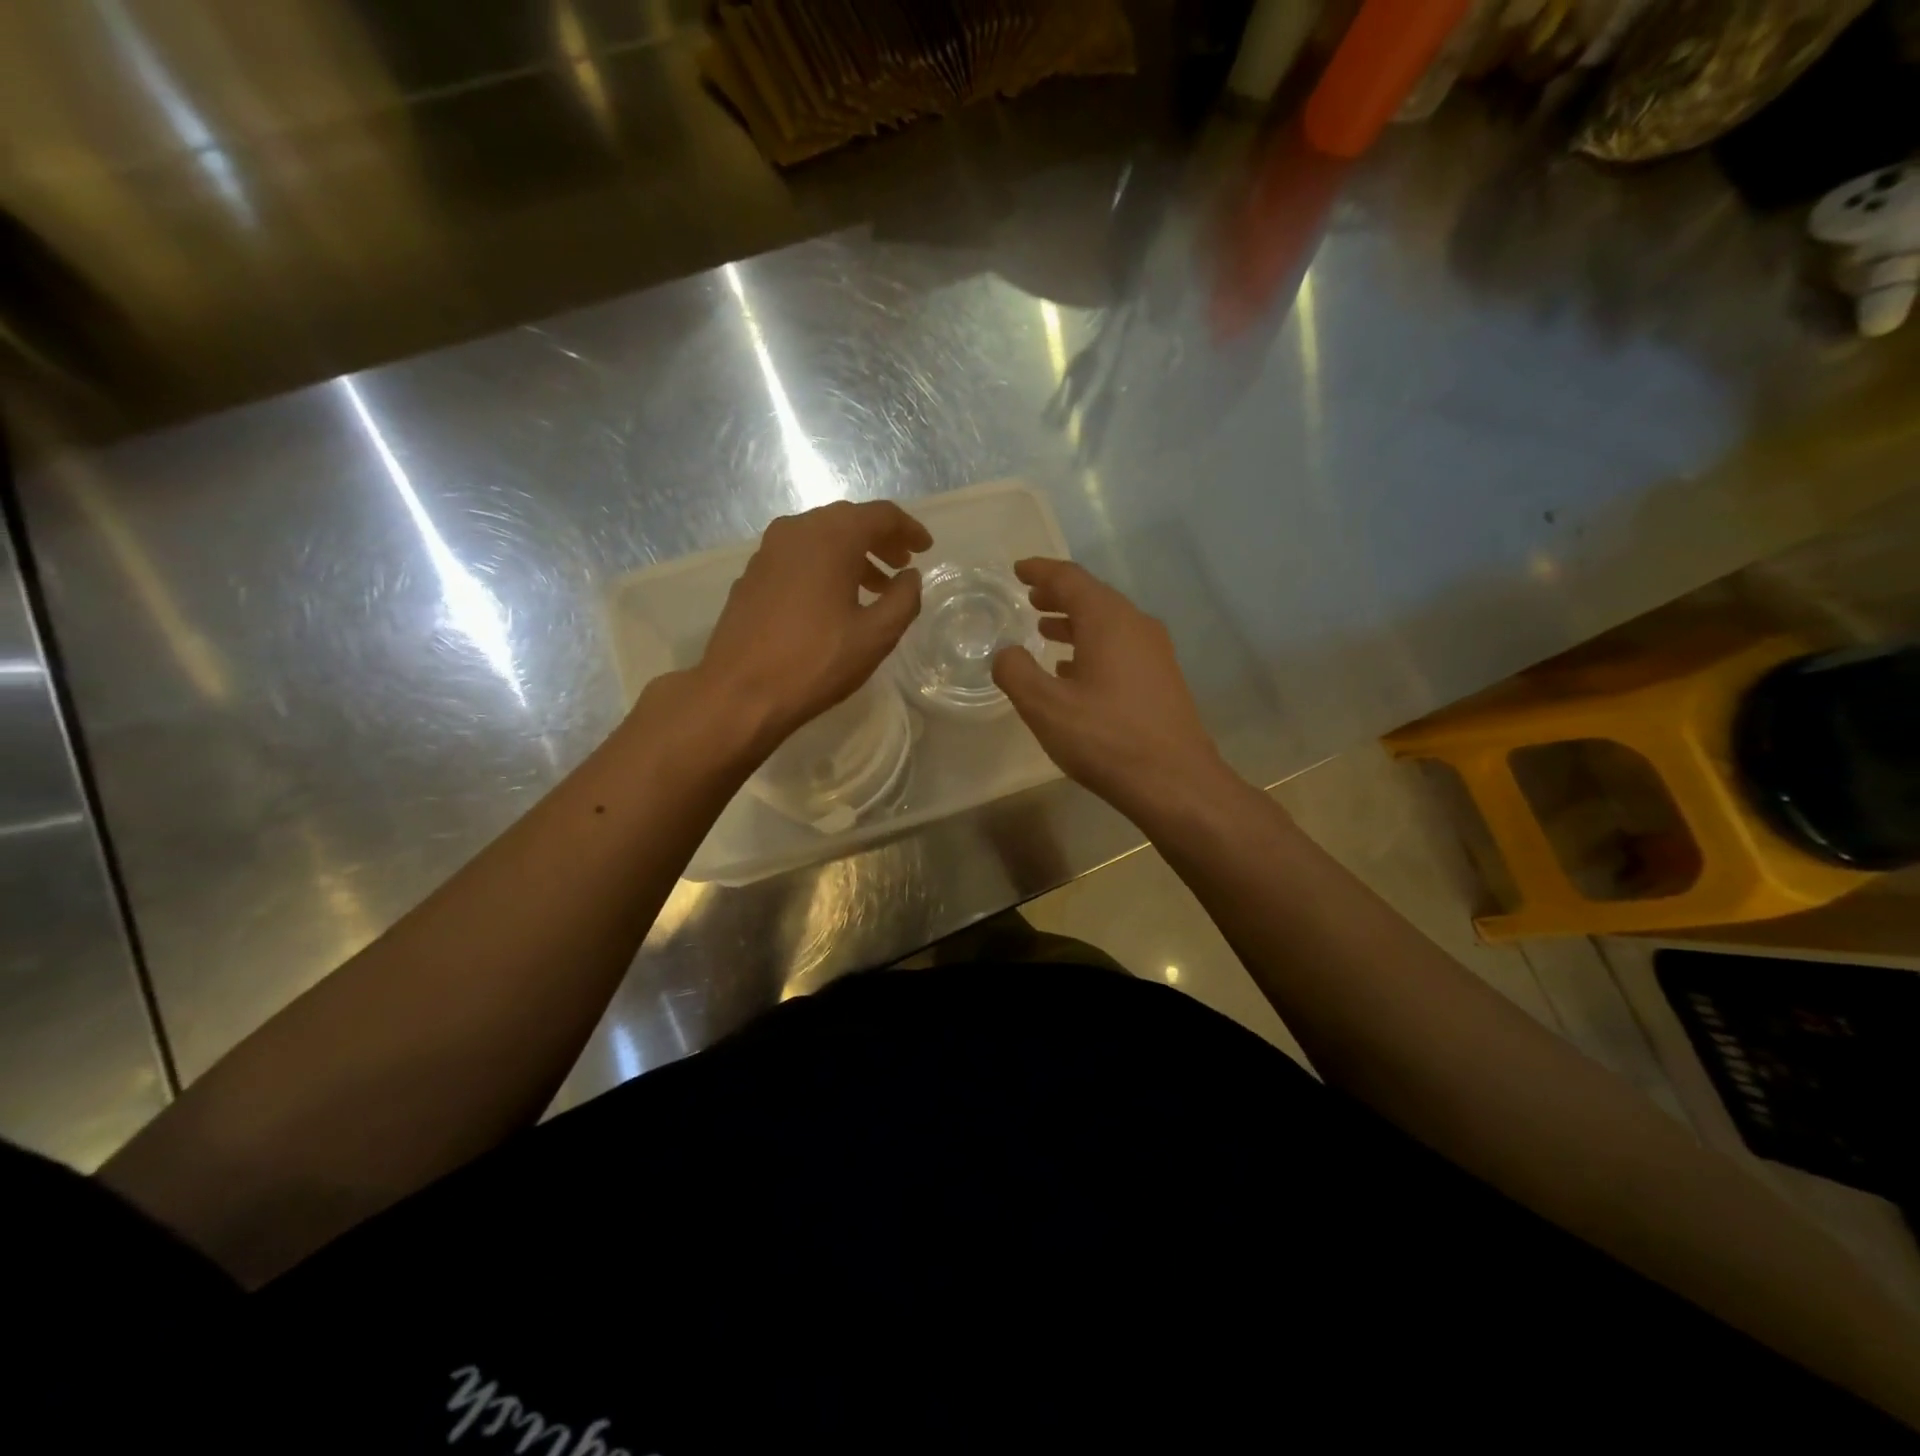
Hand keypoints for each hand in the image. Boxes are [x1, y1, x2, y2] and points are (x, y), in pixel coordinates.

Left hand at [690, 499, 931, 759]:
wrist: (739, 692)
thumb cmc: (815, 662)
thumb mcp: (876, 636)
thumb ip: (904, 599)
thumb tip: (911, 577)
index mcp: (831, 537)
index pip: (880, 515)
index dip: (908, 529)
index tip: (926, 549)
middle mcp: (796, 531)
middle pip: (848, 520)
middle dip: (880, 539)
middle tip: (902, 565)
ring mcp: (768, 551)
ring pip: (820, 537)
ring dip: (852, 555)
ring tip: (875, 587)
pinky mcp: (752, 575)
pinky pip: (798, 556)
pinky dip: (824, 566)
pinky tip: (833, 599)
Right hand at [992, 558, 1232, 821]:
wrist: (1174, 781)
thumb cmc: (1105, 738)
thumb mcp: (1045, 706)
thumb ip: (1015, 672)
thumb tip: (1005, 652)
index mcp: (1108, 620)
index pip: (1070, 579)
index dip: (1040, 571)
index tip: (1018, 569)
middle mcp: (1136, 625)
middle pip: (1093, 597)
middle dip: (1058, 595)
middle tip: (1030, 598)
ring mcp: (1155, 652)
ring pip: (1108, 624)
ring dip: (1075, 622)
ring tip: (1045, 630)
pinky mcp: (1162, 678)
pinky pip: (1121, 647)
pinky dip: (1093, 647)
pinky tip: (1074, 671)